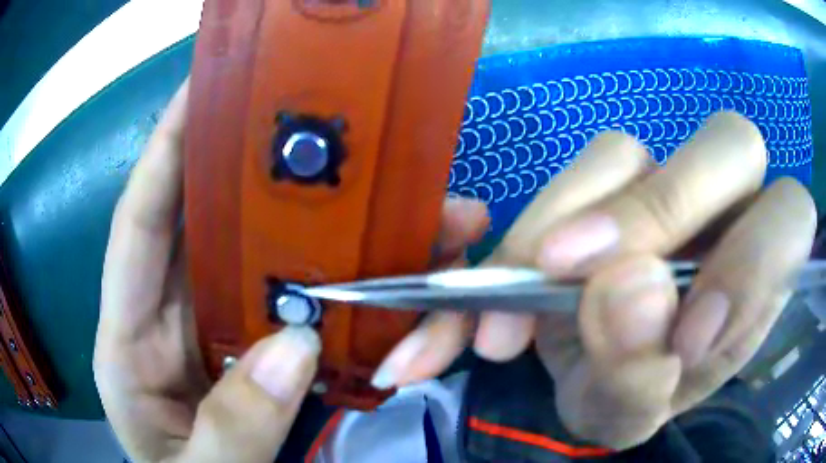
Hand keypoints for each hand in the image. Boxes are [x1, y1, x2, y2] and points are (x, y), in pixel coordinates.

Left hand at [93, 81, 489, 462]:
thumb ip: (229, 428)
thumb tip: (296, 351)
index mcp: (130, 339)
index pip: (141, 223)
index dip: (168, 148)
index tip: (206, 86)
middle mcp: (178, 316)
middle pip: (226, 224)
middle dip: (283, 177)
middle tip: (352, 140)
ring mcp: (229, 331)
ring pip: (288, 261)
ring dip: (352, 238)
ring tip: (428, 218)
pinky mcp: (271, 354)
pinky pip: (320, 306)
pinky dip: (365, 293)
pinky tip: (411, 287)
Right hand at [373, 112, 816, 448]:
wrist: (579, 378)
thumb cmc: (624, 398)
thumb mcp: (630, 411)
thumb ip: (642, 372)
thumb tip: (628, 291)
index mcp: (757, 277)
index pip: (789, 218)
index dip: (752, 260)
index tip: (684, 335)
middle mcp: (725, 214)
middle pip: (728, 146)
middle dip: (660, 209)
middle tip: (574, 278)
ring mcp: (662, 187)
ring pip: (627, 153)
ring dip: (564, 224)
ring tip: (514, 311)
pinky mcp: (605, 186)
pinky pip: (570, 173)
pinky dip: (525, 228)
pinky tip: (494, 286)